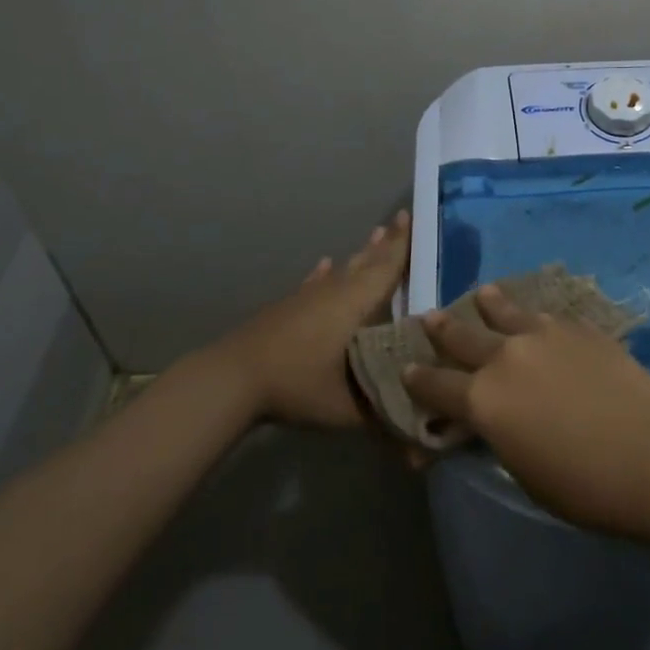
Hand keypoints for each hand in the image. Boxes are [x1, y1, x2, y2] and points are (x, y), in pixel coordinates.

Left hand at [211, 211, 409, 427]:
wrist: (233, 378)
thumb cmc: (297, 385)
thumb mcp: (347, 408)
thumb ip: (383, 416)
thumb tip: (416, 433)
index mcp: (355, 304)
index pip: (387, 267)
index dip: (403, 244)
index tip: (414, 216)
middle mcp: (335, 291)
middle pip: (367, 261)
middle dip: (387, 242)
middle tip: (402, 218)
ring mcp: (307, 297)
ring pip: (342, 269)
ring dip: (361, 254)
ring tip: (374, 234)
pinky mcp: (287, 307)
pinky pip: (314, 282)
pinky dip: (323, 273)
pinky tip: (325, 264)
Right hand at [402, 285, 649, 535]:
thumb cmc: (584, 485)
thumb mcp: (524, 472)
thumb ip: (499, 437)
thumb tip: (491, 422)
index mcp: (482, 401)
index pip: (435, 386)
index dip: (417, 379)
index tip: (406, 368)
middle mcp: (503, 358)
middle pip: (462, 338)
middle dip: (442, 329)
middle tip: (429, 316)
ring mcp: (542, 336)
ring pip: (505, 312)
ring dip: (489, 304)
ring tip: (483, 293)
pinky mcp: (578, 328)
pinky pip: (546, 316)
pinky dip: (533, 316)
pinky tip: (537, 315)